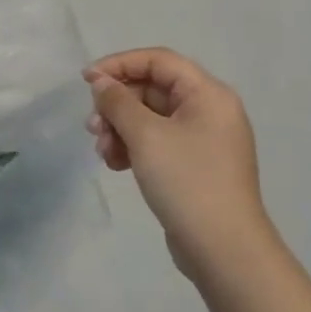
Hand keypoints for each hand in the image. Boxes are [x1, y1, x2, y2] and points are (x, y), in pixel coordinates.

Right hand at [84, 49, 273, 285]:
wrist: (224, 250)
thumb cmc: (187, 181)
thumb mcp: (145, 135)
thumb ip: (117, 101)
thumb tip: (100, 81)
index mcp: (208, 94)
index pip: (158, 60)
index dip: (119, 64)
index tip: (86, 80)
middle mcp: (208, 111)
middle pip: (151, 89)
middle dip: (116, 105)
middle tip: (92, 127)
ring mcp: (202, 140)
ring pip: (149, 117)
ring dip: (119, 128)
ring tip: (103, 151)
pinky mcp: (192, 165)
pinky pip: (155, 141)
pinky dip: (132, 146)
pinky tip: (115, 165)